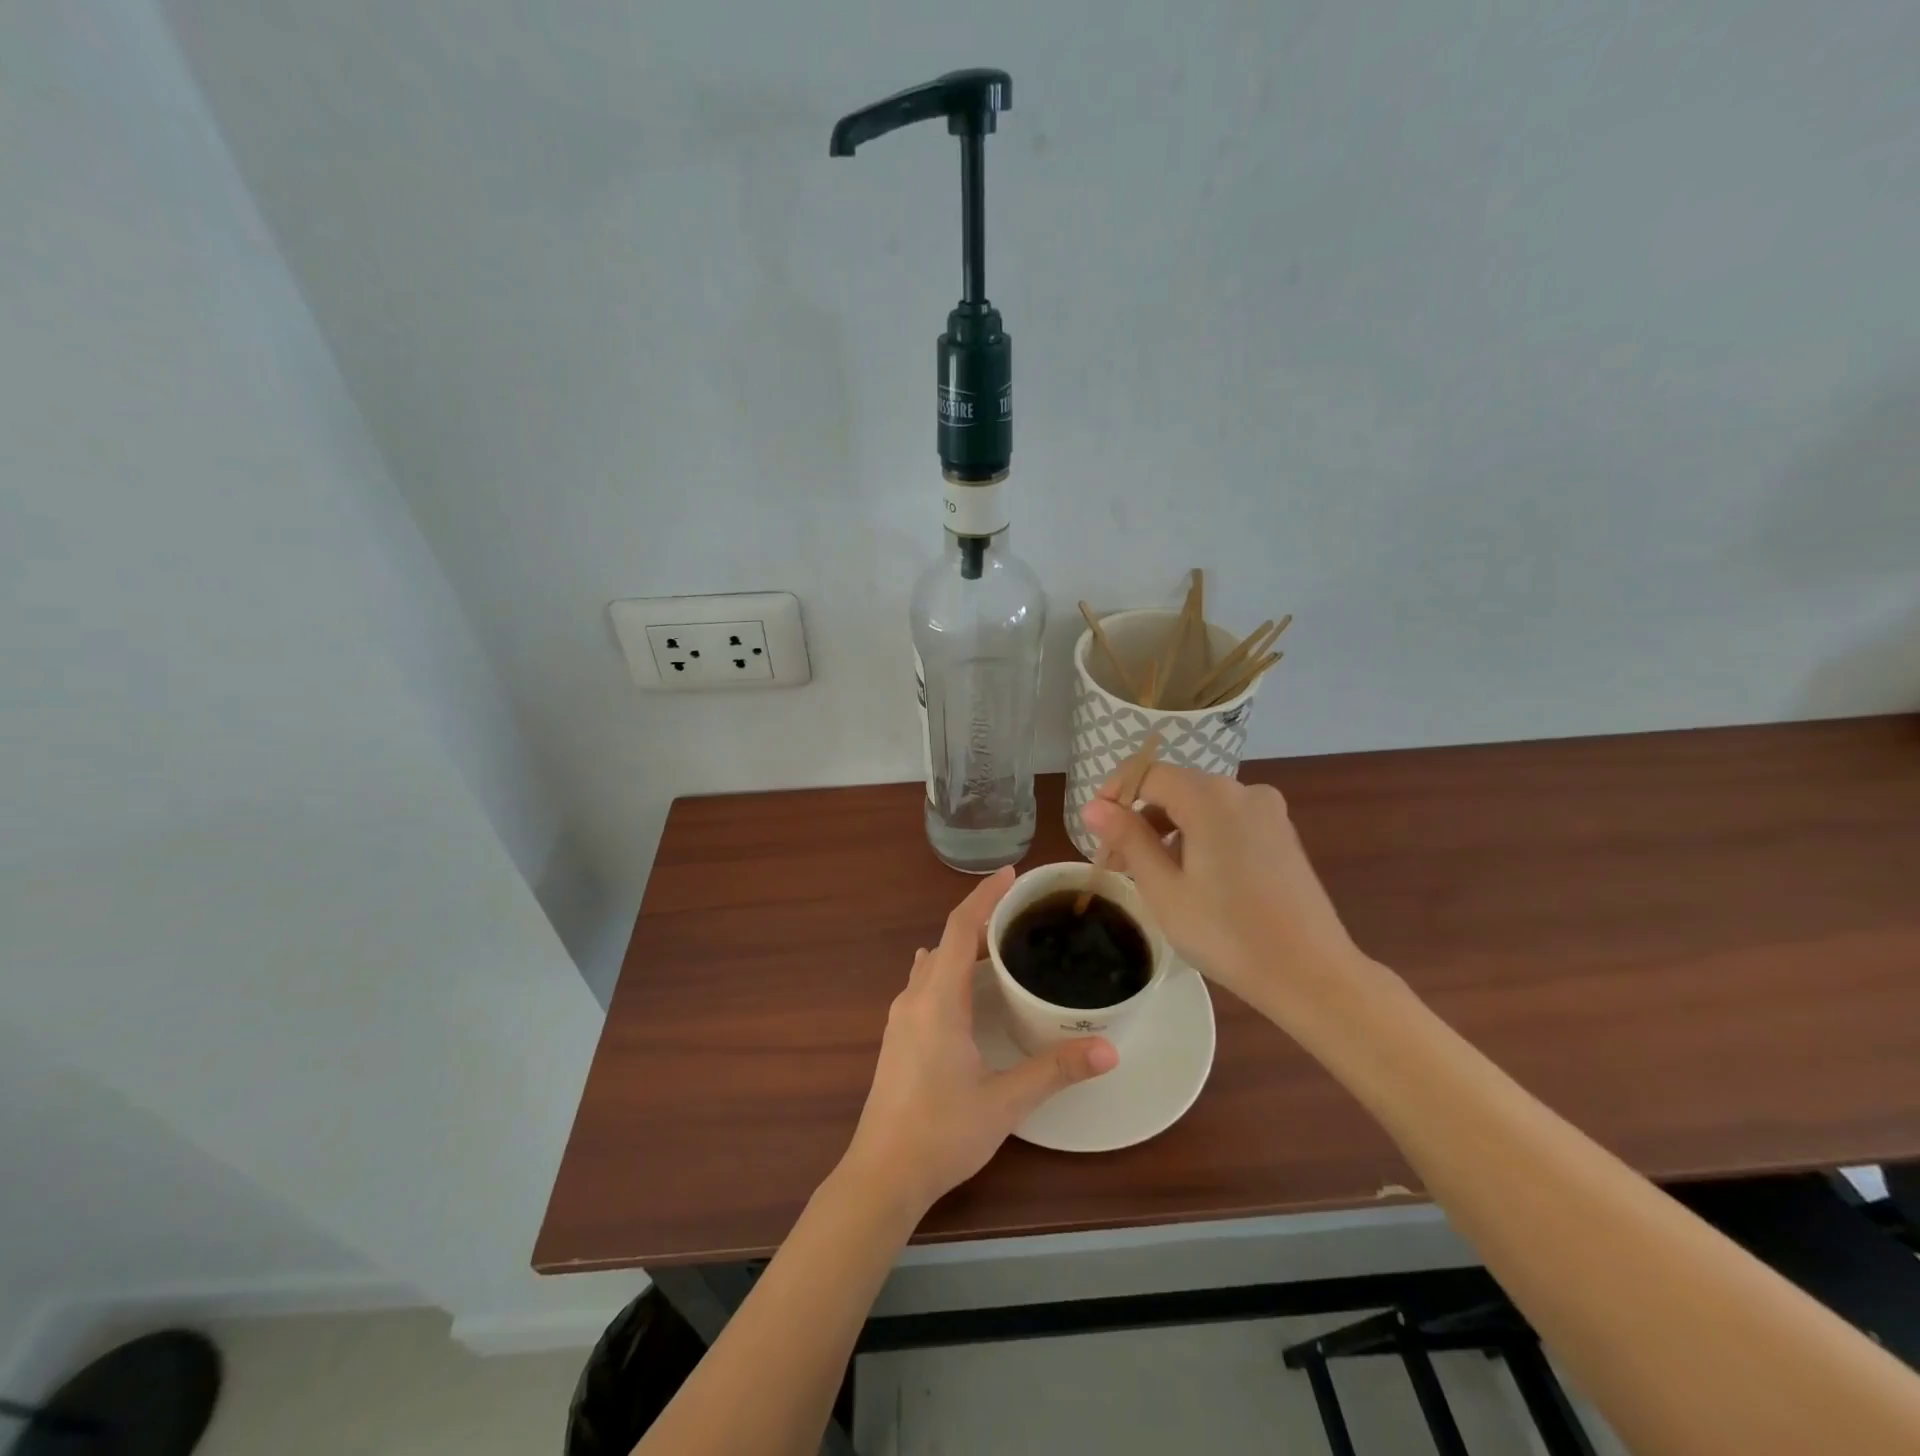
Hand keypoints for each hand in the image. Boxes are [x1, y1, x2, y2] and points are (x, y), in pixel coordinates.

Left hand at [840, 867, 1117, 1217]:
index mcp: (938, 1000)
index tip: (1011, 874)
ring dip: (962, 947)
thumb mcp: (1005, 1101)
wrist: (882, 1175)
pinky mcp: (898, 1038)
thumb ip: (1055, 1070)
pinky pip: (925, 984)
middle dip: (981, 920)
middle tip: (1021, 915)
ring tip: (1000, 947)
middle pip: (946, 941)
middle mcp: (914, 999)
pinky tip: (969, 991)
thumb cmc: (942, 1133)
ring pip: (932, 964)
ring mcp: (901, 1018)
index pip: (959, 928)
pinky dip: (949, 970)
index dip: (985, 896)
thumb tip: (1110, 1049)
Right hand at [1081, 764, 1371, 1017]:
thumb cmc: (1227, 933)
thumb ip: (1128, 839)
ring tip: (1150, 876)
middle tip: (1116, 863)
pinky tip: (1192, 877)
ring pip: (1201, 807)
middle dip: (1139, 818)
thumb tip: (1093, 807)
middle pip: (1175, 789)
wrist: (1311, 974)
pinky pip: (1227, 821)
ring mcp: (1268, 812)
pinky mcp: (1282, 834)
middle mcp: (1242, 791)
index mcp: (1210, 797)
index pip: (1148, 774)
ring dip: (1168, 830)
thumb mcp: (1164, 888)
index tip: (1095, 830)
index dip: (1114, 794)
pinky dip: (1200, 837)